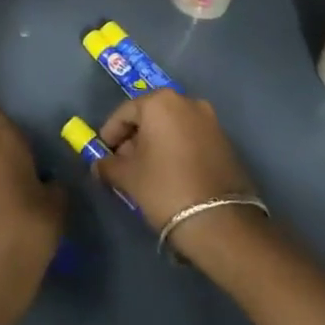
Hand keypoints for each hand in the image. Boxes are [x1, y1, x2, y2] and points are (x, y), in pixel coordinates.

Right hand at [96, 90, 259, 243]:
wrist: (221, 222)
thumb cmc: (165, 188)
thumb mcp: (128, 177)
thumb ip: (107, 165)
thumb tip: (98, 165)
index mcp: (161, 102)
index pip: (124, 112)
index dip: (110, 134)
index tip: (102, 154)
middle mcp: (187, 102)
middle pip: (150, 116)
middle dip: (133, 138)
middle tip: (123, 163)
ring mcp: (210, 121)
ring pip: (172, 127)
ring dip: (156, 144)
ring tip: (146, 171)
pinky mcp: (225, 141)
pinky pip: (190, 138)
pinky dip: (176, 149)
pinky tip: (170, 173)